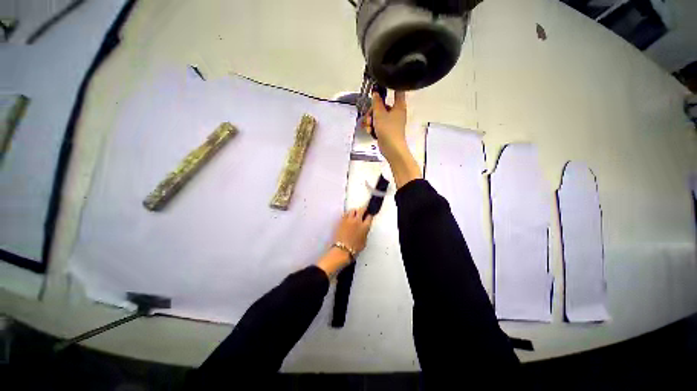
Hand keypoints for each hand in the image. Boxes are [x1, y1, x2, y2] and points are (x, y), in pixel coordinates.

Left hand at [333, 207, 373, 252]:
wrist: (342, 250)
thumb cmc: (354, 248)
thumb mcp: (364, 241)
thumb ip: (365, 233)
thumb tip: (364, 230)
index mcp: (365, 226)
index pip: (369, 216)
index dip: (370, 215)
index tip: (369, 215)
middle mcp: (357, 221)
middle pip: (361, 210)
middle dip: (363, 209)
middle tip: (364, 210)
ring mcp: (348, 220)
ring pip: (352, 210)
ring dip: (355, 211)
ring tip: (355, 213)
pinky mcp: (341, 221)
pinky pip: (345, 214)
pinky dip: (347, 215)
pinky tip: (348, 218)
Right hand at [364, 90, 421, 188]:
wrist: (391, 148)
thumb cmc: (388, 130)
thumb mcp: (380, 114)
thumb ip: (376, 102)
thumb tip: (375, 92)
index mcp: (399, 106)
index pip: (397, 90)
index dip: (390, 85)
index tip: (381, 83)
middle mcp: (396, 112)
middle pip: (382, 105)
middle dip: (372, 111)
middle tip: (369, 116)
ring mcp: (391, 122)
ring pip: (378, 116)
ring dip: (371, 120)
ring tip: (369, 127)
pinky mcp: (387, 130)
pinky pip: (378, 125)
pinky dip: (373, 127)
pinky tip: (370, 132)